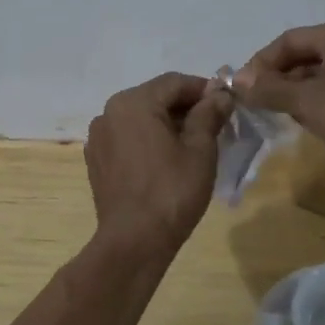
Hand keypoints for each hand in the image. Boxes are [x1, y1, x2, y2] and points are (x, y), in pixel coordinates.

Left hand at [85, 73, 232, 253]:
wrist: (134, 241)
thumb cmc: (172, 191)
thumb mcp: (200, 150)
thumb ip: (209, 115)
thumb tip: (220, 95)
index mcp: (133, 102)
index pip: (175, 82)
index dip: (204, 89)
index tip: (227, 104)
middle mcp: (109, 112)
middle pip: (155, 98)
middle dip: (185, 107)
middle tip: (214, 125)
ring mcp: (98, 138)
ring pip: (140, 119)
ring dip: (166, 124)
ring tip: (193, 144)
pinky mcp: (96, 161)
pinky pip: (127, 139)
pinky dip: (148, 141)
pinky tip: (166, 161)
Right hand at [233, 17, 324, 173]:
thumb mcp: (307, 101)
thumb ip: (269, 89)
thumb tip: (235, 80)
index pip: (288, 40)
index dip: (261, 63)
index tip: (242, 89)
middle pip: (306, 55)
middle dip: (279, 80)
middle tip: (259, 105)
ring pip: (322, 75)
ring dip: (298, 93)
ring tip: (282, 116)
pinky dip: (321, 103)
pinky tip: (312, 123)